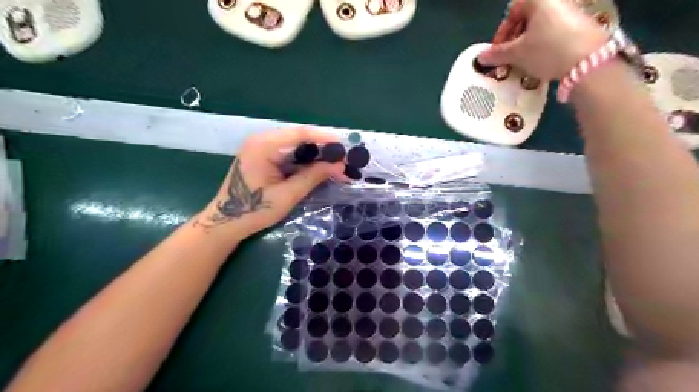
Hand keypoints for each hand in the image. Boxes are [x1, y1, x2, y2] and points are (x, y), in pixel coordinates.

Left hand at [193, 129, 345, 236]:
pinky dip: (306, 161)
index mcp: (264, 145)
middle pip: (299, 138)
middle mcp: (263, 140)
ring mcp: (263, 148)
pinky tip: (320, 169)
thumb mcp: (287, 195)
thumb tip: (339, 165)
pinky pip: (290, 154)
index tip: (345, 146)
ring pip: (297, 146)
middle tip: (344, 159)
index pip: (300, 134)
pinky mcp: (265, 157)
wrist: (227, 222)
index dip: (325, 138)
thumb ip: (313, 176)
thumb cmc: (254, 210)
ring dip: (316, 155)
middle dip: (323, 148)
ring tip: (336, 165)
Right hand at [478, 0, 609, 80]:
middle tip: (508, 58)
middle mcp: (557, 1)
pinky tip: (540, 62)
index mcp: (540, 0)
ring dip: (527, 45)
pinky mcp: (582, 26)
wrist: (589, 62)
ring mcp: (572, 12)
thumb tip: (480, 57)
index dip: (502, 32)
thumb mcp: (517, 54)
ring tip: (522, 63)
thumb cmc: (547, 50)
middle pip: (528, 19)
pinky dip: (543, 46)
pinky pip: (555, 34)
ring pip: (541, 28)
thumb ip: (497, 54)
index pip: (513, 11)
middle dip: (514, 40)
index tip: (497, 51)